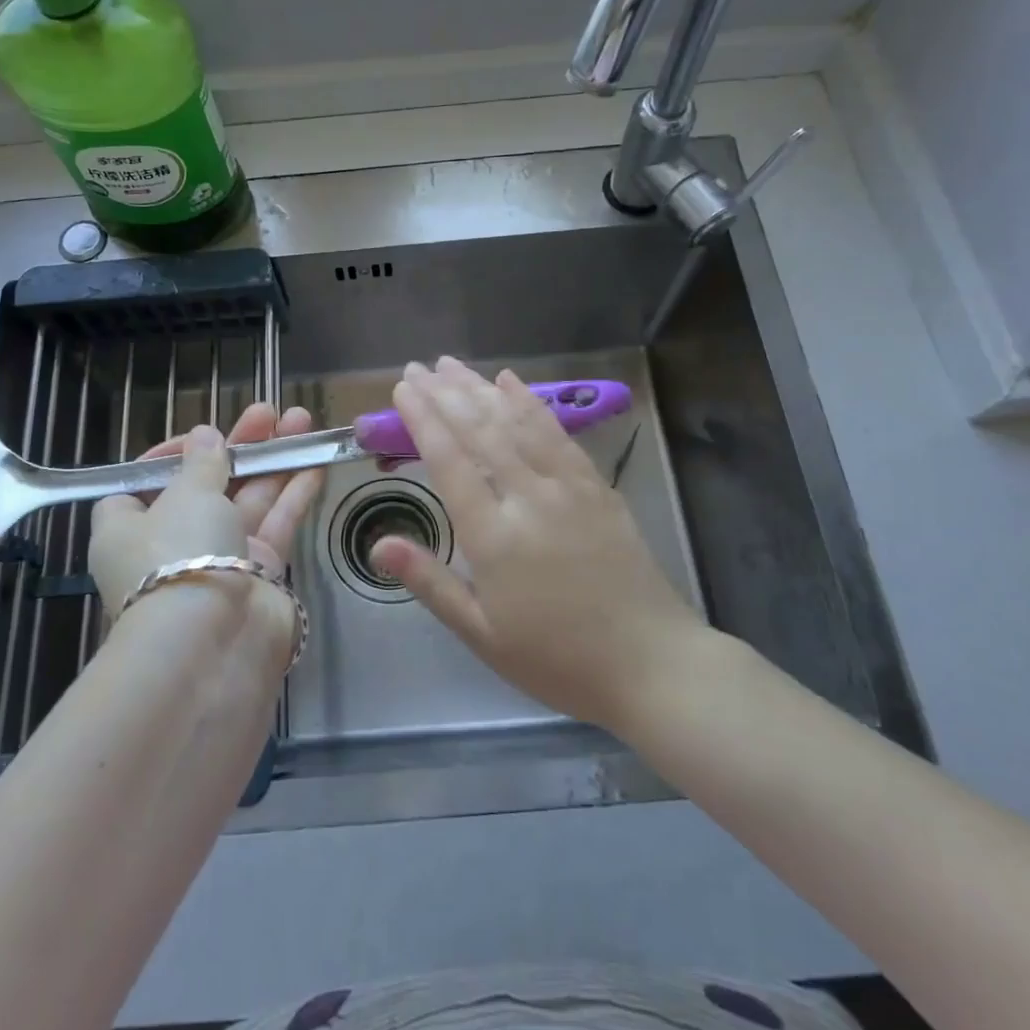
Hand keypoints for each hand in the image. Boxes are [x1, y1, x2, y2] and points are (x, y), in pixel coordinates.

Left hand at [88, 403, 322, 634]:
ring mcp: (220, 559)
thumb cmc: (180, 553)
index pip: (143, 484)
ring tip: (302, 420)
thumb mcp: (186, 494)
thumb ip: (203, 462)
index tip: (201, 437)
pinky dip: (294, 492)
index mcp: (129, 527)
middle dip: (239, 447)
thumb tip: (204, 436)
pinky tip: (315, 459)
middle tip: (269, 412)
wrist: (213, 643)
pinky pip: (276, 523)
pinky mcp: (260, 574)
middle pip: (208, 485)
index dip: (171, 456)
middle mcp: (172, 543)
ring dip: (274, 460)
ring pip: (249, 500)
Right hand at [370, 358, 706, 732]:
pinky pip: (557, 433)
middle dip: (445, 394)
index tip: (404, 389)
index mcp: (493, 535)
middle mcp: (528, 497)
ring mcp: (568, 487)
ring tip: (454, 365)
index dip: (423, 419)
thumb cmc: (556, 658)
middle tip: (419, 366)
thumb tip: (378, 544)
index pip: (449, 460)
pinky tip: (513, 383)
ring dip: (481, 388)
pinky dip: (531, 402)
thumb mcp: (481, 633)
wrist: (651, 664)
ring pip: (517, 423)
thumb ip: (429, 582)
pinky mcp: (597, 486)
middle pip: (480, 431)